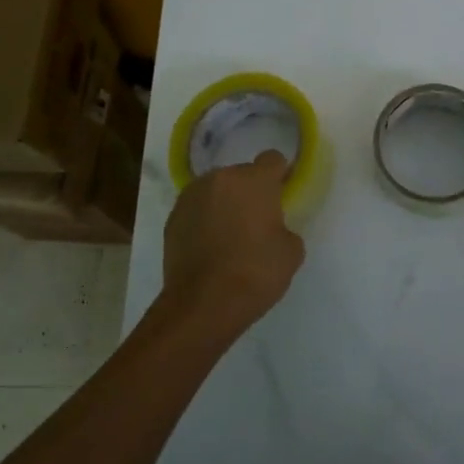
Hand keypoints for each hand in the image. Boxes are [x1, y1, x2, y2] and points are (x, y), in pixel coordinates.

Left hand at [158, 150, 306, 341]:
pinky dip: (204, 221)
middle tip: (257, 222)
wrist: (202, 304)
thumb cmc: (255, 273)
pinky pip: (197, 210)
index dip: (280, 175)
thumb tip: (271, 228)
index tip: (282, 195)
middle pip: (241, 175)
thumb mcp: (291, 252)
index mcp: (254, 180)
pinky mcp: (172, 218)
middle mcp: (220, 178)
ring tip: (230, 236)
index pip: (272, 159)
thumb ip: (284, 227)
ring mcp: (191, 197)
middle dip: (250, 192)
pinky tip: (209, 248)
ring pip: (216, 191)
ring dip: (225, 204)